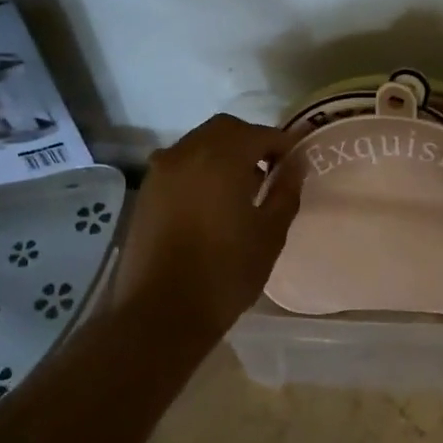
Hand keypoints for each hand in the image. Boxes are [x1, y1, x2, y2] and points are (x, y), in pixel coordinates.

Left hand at [111, 114, 303, 348]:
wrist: (160, 312)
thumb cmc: (224, 274)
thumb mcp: (269, 235)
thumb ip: (286, 193)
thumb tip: (295, 165)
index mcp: (221, 158)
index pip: (259, 134)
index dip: (282, 145)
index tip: (294, 165)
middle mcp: (186, 153)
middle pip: (225, 130)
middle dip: (251, 142)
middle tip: (270, 172)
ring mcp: (161, 170)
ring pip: (199, 143)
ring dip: (223, 153)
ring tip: (241, 189)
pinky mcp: (147, 191)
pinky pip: (180, 164)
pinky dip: (200, 168)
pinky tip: (212, 202)